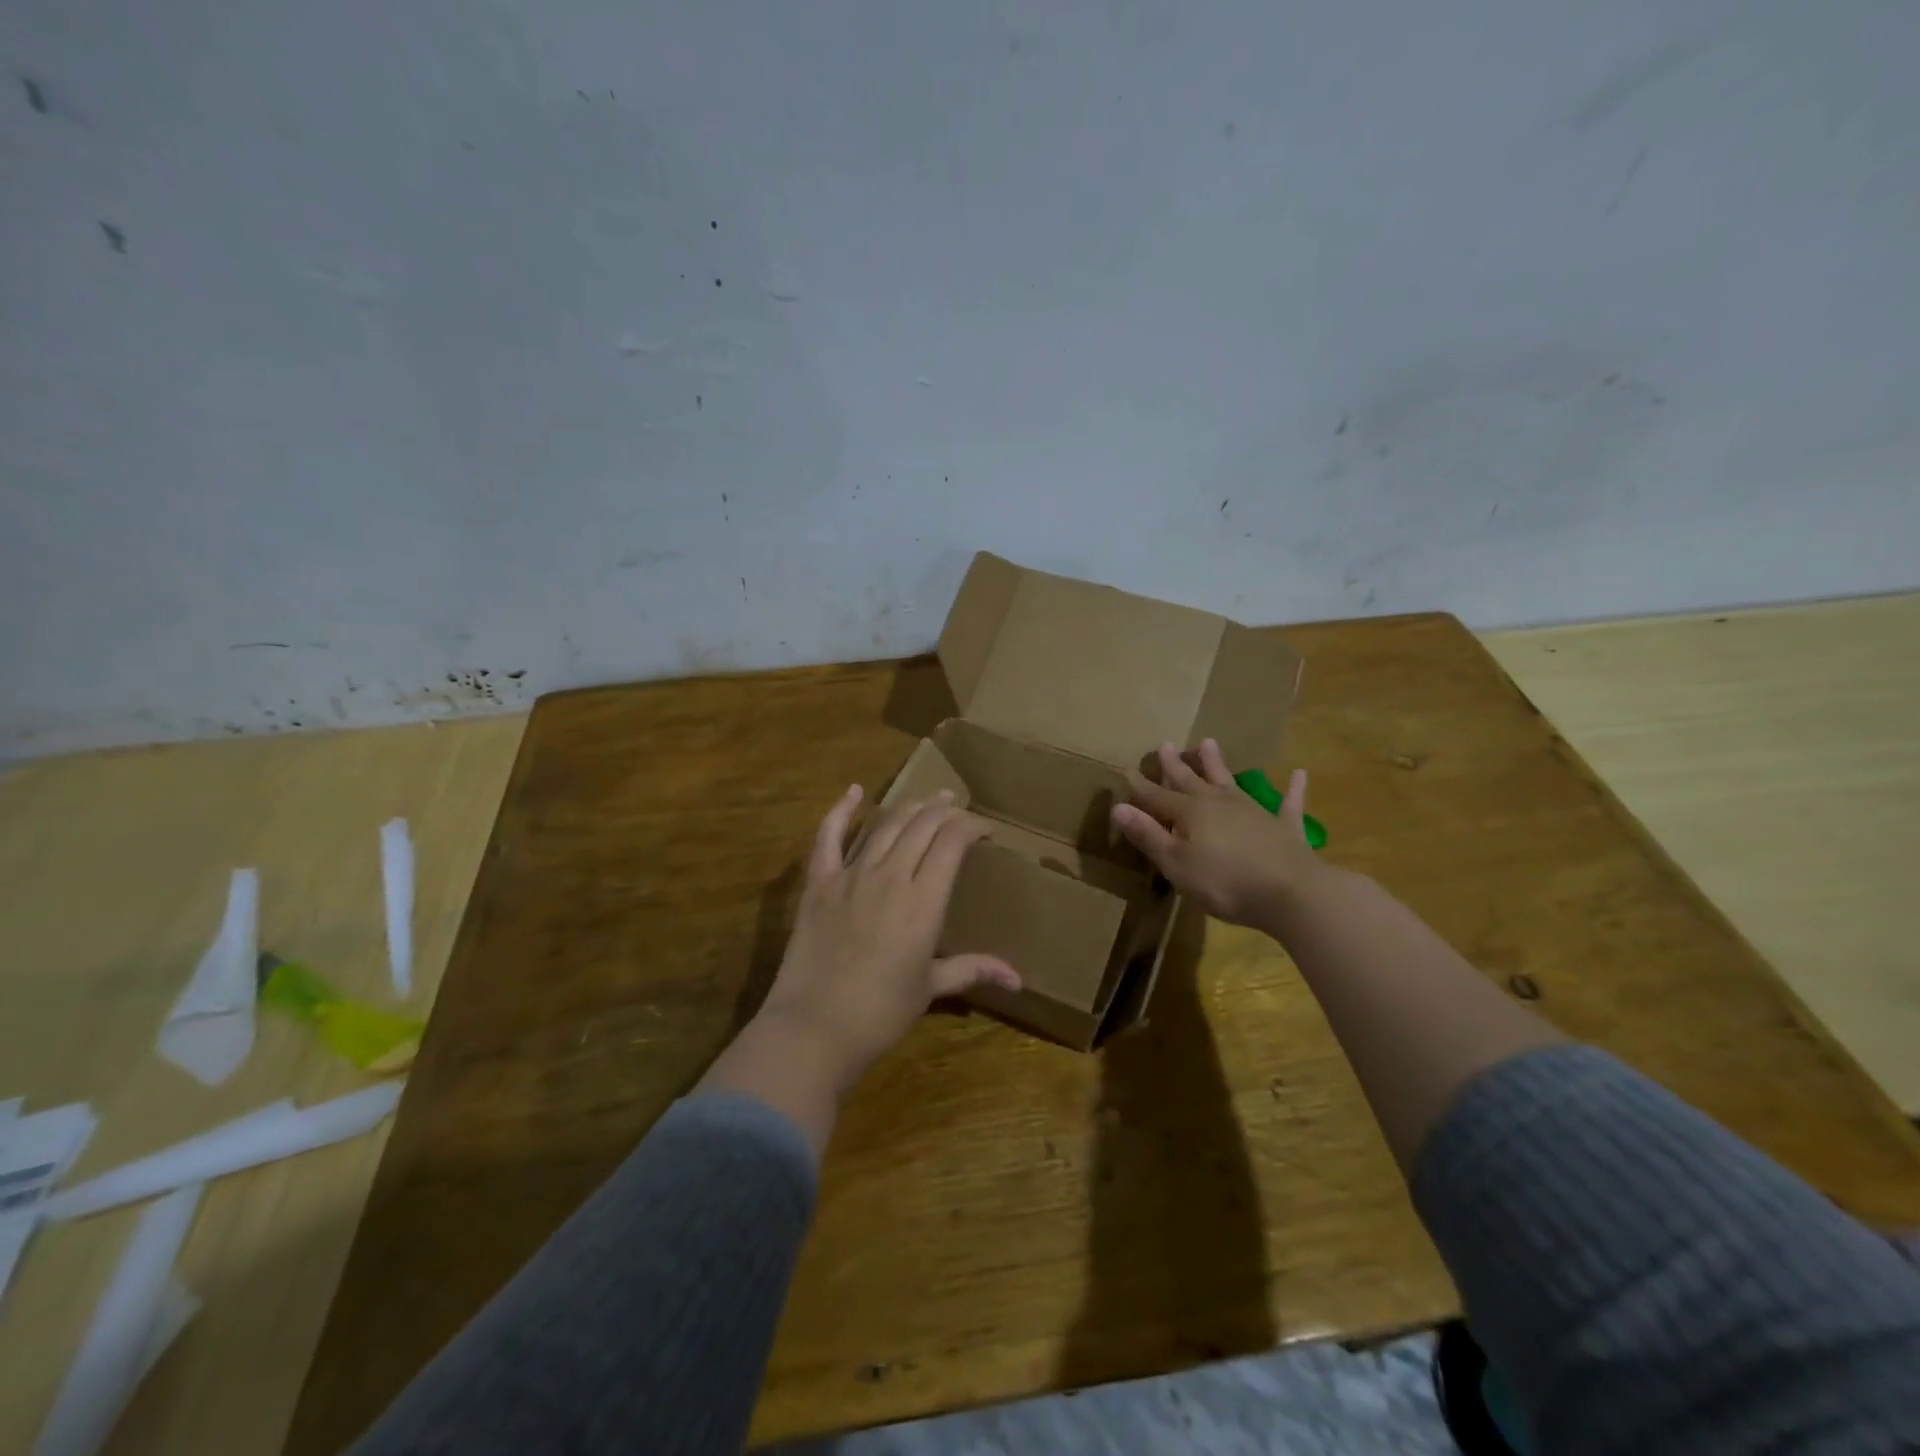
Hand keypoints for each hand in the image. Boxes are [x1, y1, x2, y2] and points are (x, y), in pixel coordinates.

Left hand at [758, 785, 1021, 1091]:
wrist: (815, 1028)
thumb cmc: (880, 1013)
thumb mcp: (931, 988)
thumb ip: (973, 970)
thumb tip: (1018, 979)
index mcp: (923, 900)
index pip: (952, 841)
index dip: (972, 826)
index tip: (986, 831)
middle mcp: (890, 875)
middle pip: (922, 824)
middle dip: (945, 810)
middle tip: (958, 808)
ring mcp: (850, 875)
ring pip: (885, 824)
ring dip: (910, 806)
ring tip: (928, 799)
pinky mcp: (818, 882)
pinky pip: (827, 837)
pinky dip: (840, 810)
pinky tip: (854, 791)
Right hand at [1111, 739, 1327, 930]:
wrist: (1290, 893)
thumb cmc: (1223, 882)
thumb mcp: (1175, 863)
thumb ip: (1148, 834)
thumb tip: (1118, 806)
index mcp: (1189, 813)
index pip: (1157, 797)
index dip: (1140, 788)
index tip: (1126, 772)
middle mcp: (1218, 803)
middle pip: (1191, 781)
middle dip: (1175, 765)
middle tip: (1165, 744)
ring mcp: (1253, 811)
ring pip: (1230, 781)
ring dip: (1218, 763)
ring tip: (1209, 742)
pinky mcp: (1284, 826)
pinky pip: (1288, 802)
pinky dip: (1293, 789)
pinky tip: (1300, 774)